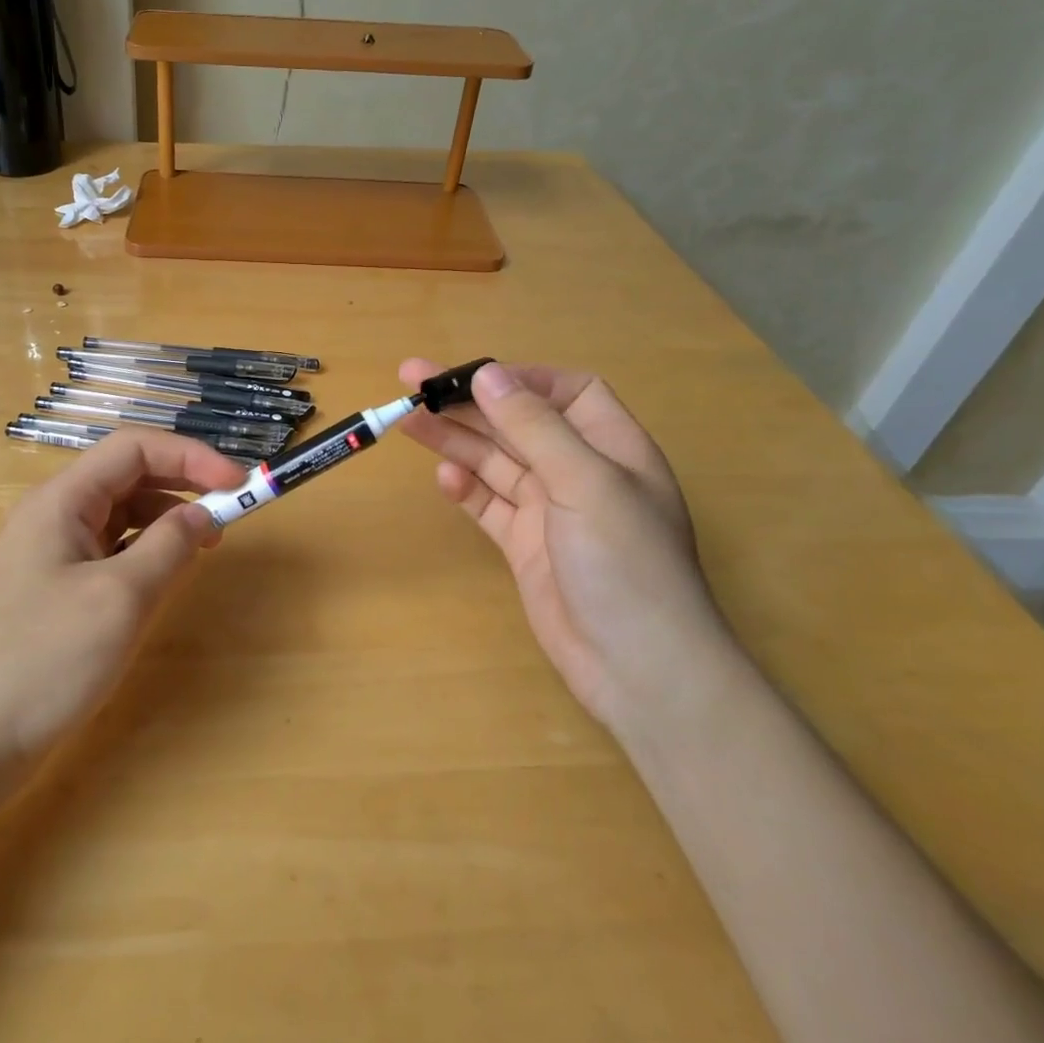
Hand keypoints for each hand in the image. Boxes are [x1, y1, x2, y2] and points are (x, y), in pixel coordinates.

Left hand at [0, 430, 246, 769]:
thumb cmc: (44, 659)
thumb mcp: (119, 598)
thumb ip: (169, 545)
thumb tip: (201, 513)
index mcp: (63, 500)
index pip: (134, 448)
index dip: (190, 455)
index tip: (236, 482)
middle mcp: (56, 515)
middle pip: (128, 476)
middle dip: (182, 484)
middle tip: (229, 511)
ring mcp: (53, 554)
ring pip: (122, 515)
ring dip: (167, 519)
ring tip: (205, 546)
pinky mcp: (57, 590)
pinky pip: (111, 552)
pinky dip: (146, 553)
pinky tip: (164, 576)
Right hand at [398, 359, 732, 730]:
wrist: (637, 669)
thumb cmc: (625, 563)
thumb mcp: (585, 483)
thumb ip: (534, 427)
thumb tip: (489, 373)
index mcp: (611, 446)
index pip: (566, 392)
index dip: (521, 379)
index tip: (473, 375)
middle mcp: (579, 471)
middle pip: (518, 423)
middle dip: (469, 403)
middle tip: (411, 381)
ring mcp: (550, 510)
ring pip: (495, 461)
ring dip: (455, 439)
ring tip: (406, 419)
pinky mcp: (525, 545)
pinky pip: (489, 505)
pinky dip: (466, 489)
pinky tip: (443, 479)